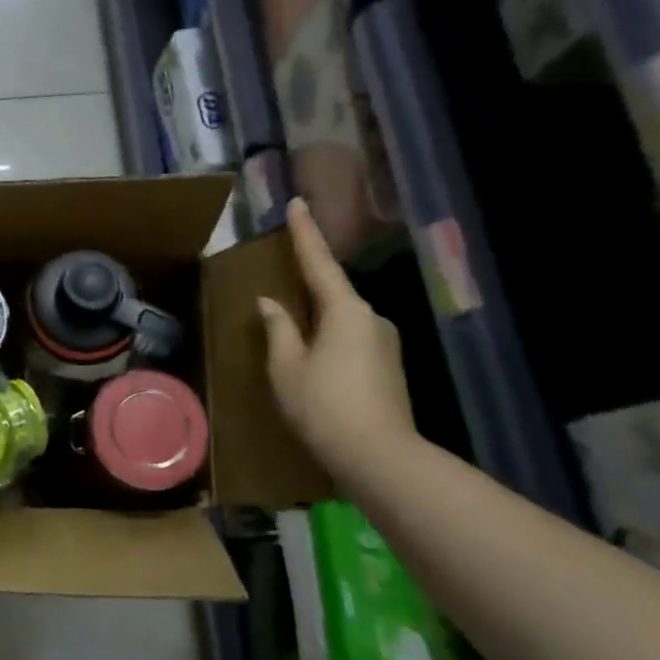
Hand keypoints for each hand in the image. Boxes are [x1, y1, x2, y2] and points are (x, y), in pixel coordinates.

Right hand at [259, 198, 414, 472]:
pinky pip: (350, 340)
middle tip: (281, 283)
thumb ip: (278, 329)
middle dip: (307, 287)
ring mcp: (384, 343)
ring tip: (291, 339)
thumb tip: (271, 303)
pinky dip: (328, 341)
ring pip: (342, 320)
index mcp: (346, 311)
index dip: (305, 233)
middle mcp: (372, 318)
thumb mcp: (286, 367)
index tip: (297, 203)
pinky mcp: (388, 366)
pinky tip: (313, 362)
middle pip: (333, 292)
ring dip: (316, 321)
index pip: (319, 263)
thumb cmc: (323, 405)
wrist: (378, 456)